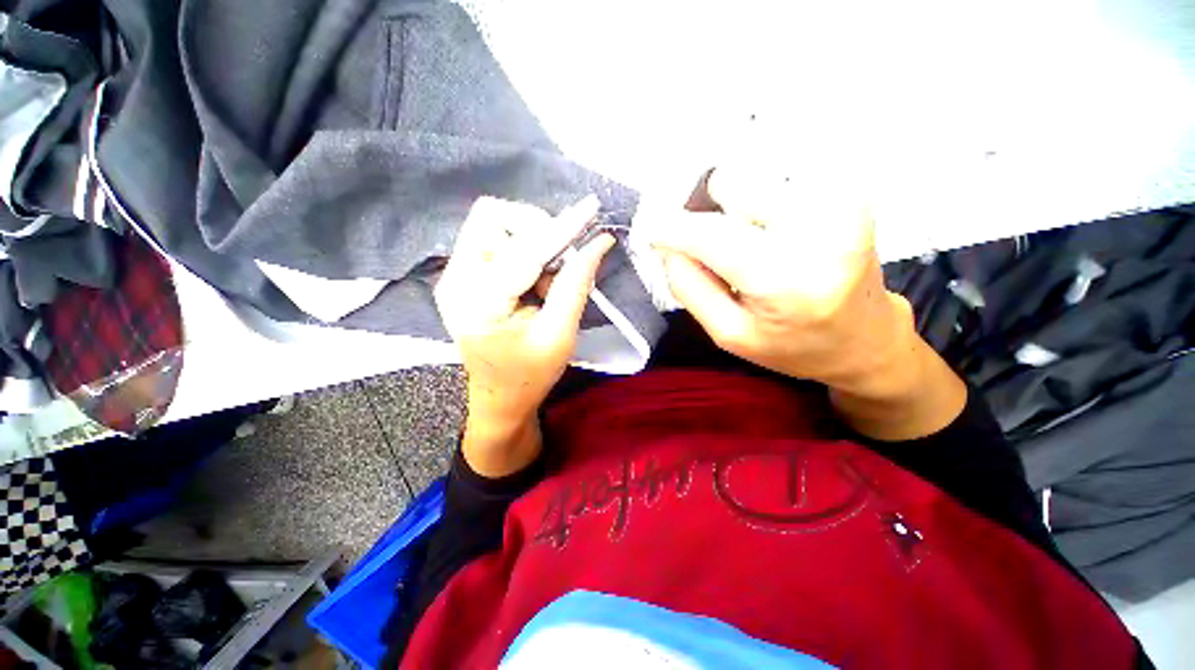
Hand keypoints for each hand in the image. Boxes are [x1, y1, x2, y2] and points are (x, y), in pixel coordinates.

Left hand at [435, 196, 613, 475]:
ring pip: (493, 223)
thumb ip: (576, 285)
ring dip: (530, 241)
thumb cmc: (531, 375)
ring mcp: (453, 276)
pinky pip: (492, 238)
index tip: (590, 210)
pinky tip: (532, 282)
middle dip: (537, 230)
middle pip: (493, 218)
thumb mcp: (560, 335)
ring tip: (546, 282)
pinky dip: (522, 249)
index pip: (523, 249)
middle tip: (561, 264)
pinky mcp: (460, 275)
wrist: (499, 397)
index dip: (561, 228)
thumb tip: (599, 242)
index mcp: (479, 304)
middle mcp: (455, 280)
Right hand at [641, 167, 965, 438]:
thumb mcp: (729, 333)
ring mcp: (842, 199)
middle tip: (720, 249)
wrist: (865, 339)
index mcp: (785, 278)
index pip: (710, 234)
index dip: (670, 226)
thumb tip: (668, 244)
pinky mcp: (850, 189)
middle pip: (730, 184)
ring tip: (755, 246)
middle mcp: (820, 225)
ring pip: (753, 178)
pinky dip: (764, 206)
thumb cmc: (793, 345)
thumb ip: (689, 287)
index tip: (649, 228)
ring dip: (739, 211)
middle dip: (711, 214)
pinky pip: (778, 180)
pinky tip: (778, 236)